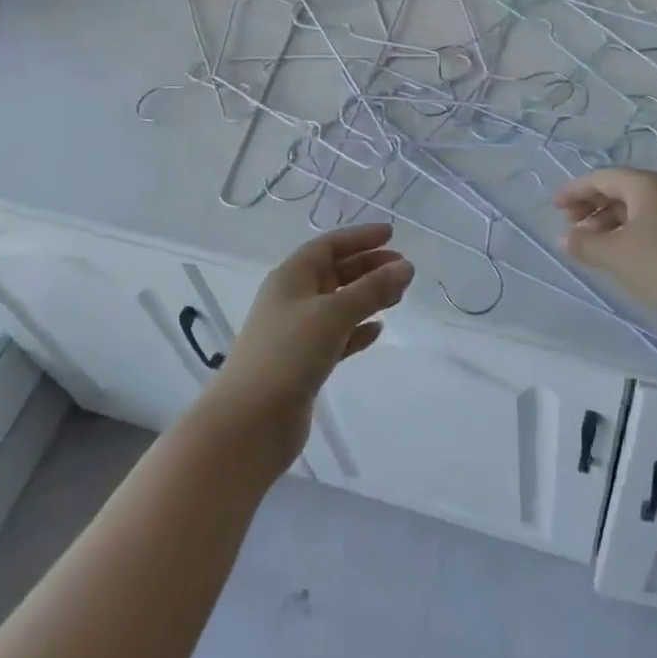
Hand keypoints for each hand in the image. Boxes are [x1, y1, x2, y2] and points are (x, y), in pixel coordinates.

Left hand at [201, 224, 411, 470]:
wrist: (250, 422)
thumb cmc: (289, 354)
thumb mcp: (333, 313)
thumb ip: (371, 289)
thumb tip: (406, 267)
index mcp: (290, 278)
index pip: (328, 246)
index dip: (359, 237)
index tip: (392, 234)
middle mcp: (291, 300)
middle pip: (334, 273)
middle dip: (368, 267)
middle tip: (403, 269)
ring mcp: (296, 333)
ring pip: (338, 305)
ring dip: (367, 297)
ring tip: (398, 296)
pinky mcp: (303, 364)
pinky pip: (336, 337)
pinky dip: (357, 330)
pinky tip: (378, 330)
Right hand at [553, 168, 656, 333]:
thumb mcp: (616, 255)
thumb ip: (585, 243)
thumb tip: (565, 237)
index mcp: (646, 185)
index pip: (601, 178)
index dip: (574, 191)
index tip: (554, 208)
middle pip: (619, 189)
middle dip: (591, 205)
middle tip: (570, 225)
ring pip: (634, 207)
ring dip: (608, 221)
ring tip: (591, 243)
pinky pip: (649, 221)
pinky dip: (627, 230)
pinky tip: (619, 252)